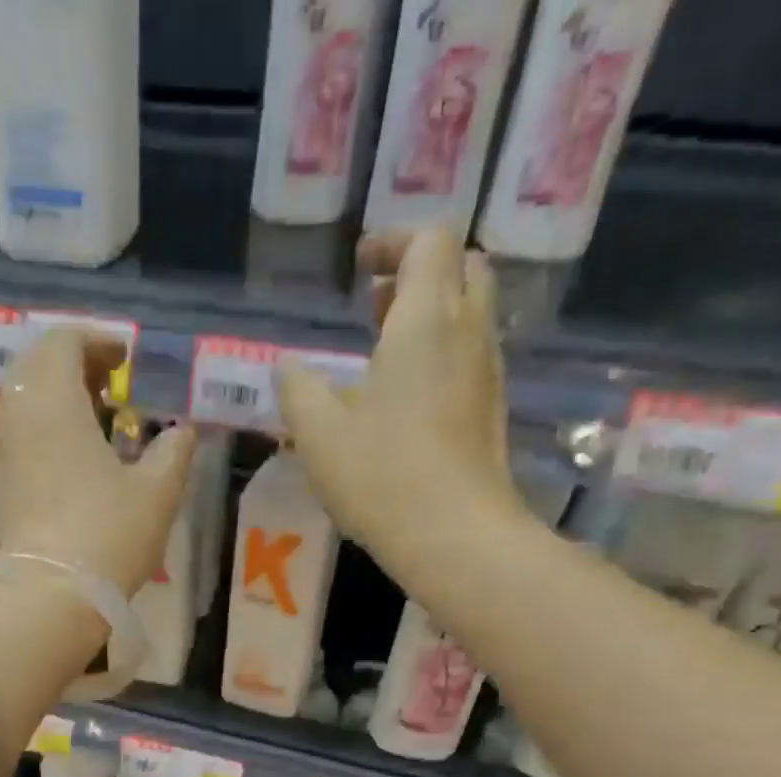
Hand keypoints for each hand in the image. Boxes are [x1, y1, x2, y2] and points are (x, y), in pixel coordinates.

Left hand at [0, 329, 196, 597]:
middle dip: (73, 364)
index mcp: (53, 401)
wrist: (50, 595)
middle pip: (35, 365)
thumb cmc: (108, 534)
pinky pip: (16, 435)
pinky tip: (71, 456)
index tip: (127, 358)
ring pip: (22, 400)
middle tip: (110, 382)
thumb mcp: (157, 491)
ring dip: (55, 396)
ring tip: (93, 417)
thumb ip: (173, 451)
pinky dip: (42, 428)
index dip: (97, 340)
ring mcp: (0, 452)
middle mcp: (16, 416)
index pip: (63, 341)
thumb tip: (183, 431)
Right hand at [276, 228, 525, 578]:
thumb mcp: (318, 432)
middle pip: (462, 267)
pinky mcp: (491, 412)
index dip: (394, 240)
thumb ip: (298, 389)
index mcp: (427, 318)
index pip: (430, 239)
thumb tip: (289, 369)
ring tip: (382, 356)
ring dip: (430, 318)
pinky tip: (404, 401)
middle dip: (419, 273)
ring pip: (469, 316)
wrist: (454, 535)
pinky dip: (440, 356)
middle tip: (375, 307)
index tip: (360, 266)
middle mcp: (469, 332)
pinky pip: (469, 358)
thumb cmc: (382, 474)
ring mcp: (487, 374)